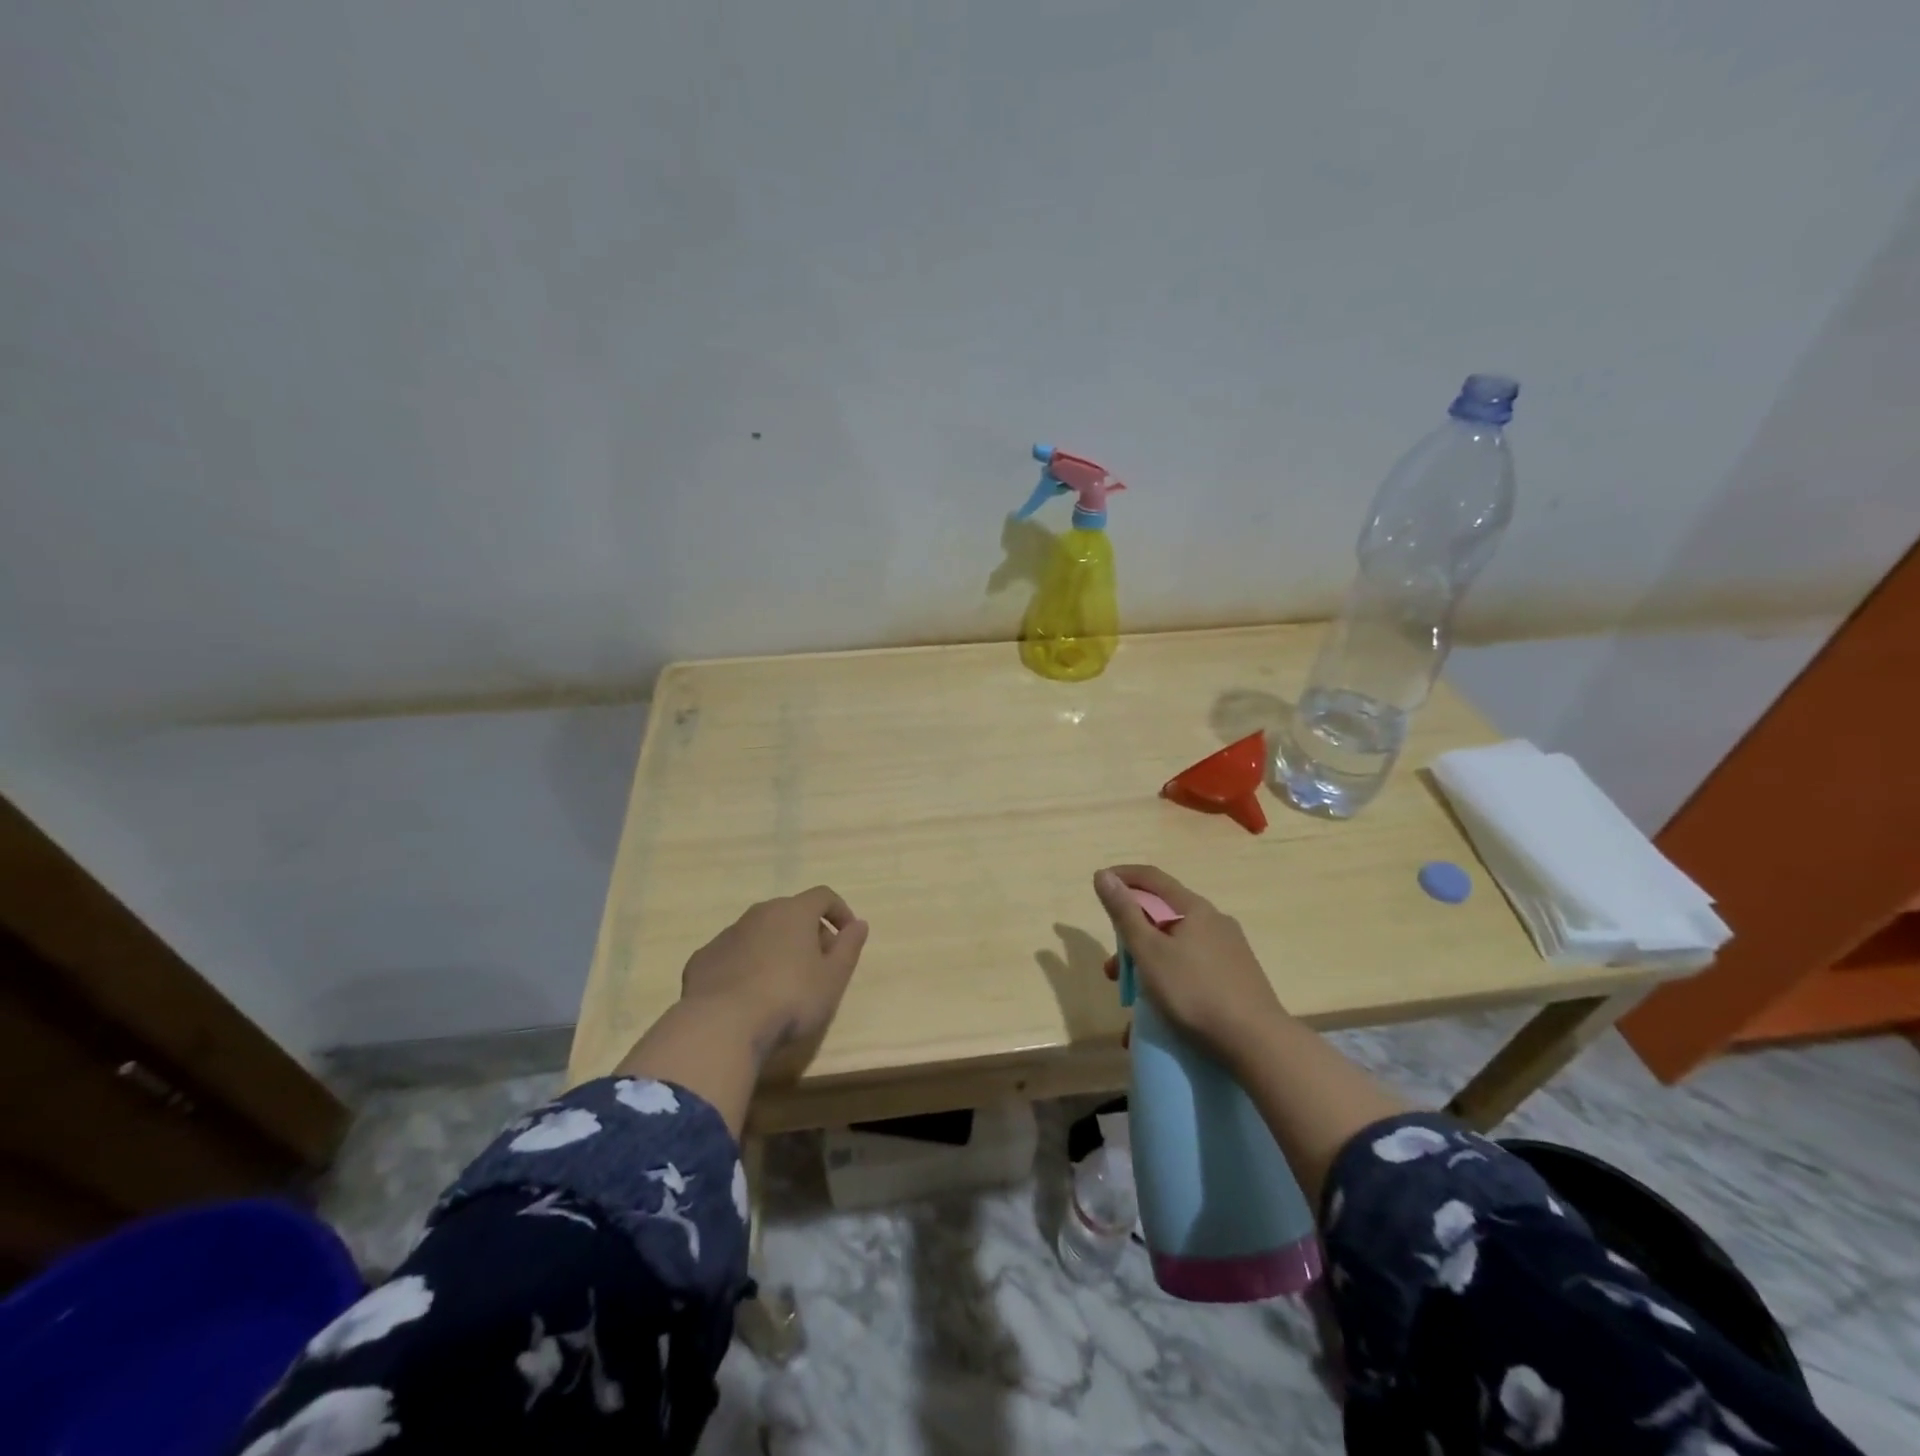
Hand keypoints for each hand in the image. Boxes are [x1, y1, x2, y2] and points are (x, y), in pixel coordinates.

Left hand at [678, 886, 869, 1059]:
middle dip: (807, 932)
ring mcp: (727, 934)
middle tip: (817, 964)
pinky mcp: (703, 959)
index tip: (847, 936)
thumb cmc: (790, 999)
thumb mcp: (833, 978)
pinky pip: (732, 954)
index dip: (839, 912)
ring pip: (759, 932)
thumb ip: (849, 947)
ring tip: (781, 984)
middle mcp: (759, 913)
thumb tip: (859, 924)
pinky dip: (745, 965)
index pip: (823, 896)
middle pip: (790, 912)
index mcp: (793, 912)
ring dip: (775, 948)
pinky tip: (747, 995)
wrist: (722, 1026)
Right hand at [1094, 864, 1283, 1067]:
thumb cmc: (1194, 991)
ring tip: (1132, 1009)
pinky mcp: (1236, 979)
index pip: (1152, 878)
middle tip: (1113, 971)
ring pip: (1176, 951)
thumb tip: (1103, 875)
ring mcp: (1229, 951)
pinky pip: (1192, 973)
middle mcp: (1214, 922)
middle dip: (1131, 941)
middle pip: (1162, 919)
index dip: (1123, 877)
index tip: (1099, 884)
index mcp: (1194, 909)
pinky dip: (1170, 987)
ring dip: (1148, 971)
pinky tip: (1159, 1020)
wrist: (1257, 1043)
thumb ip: (1124, 913)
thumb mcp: (1149, 951)